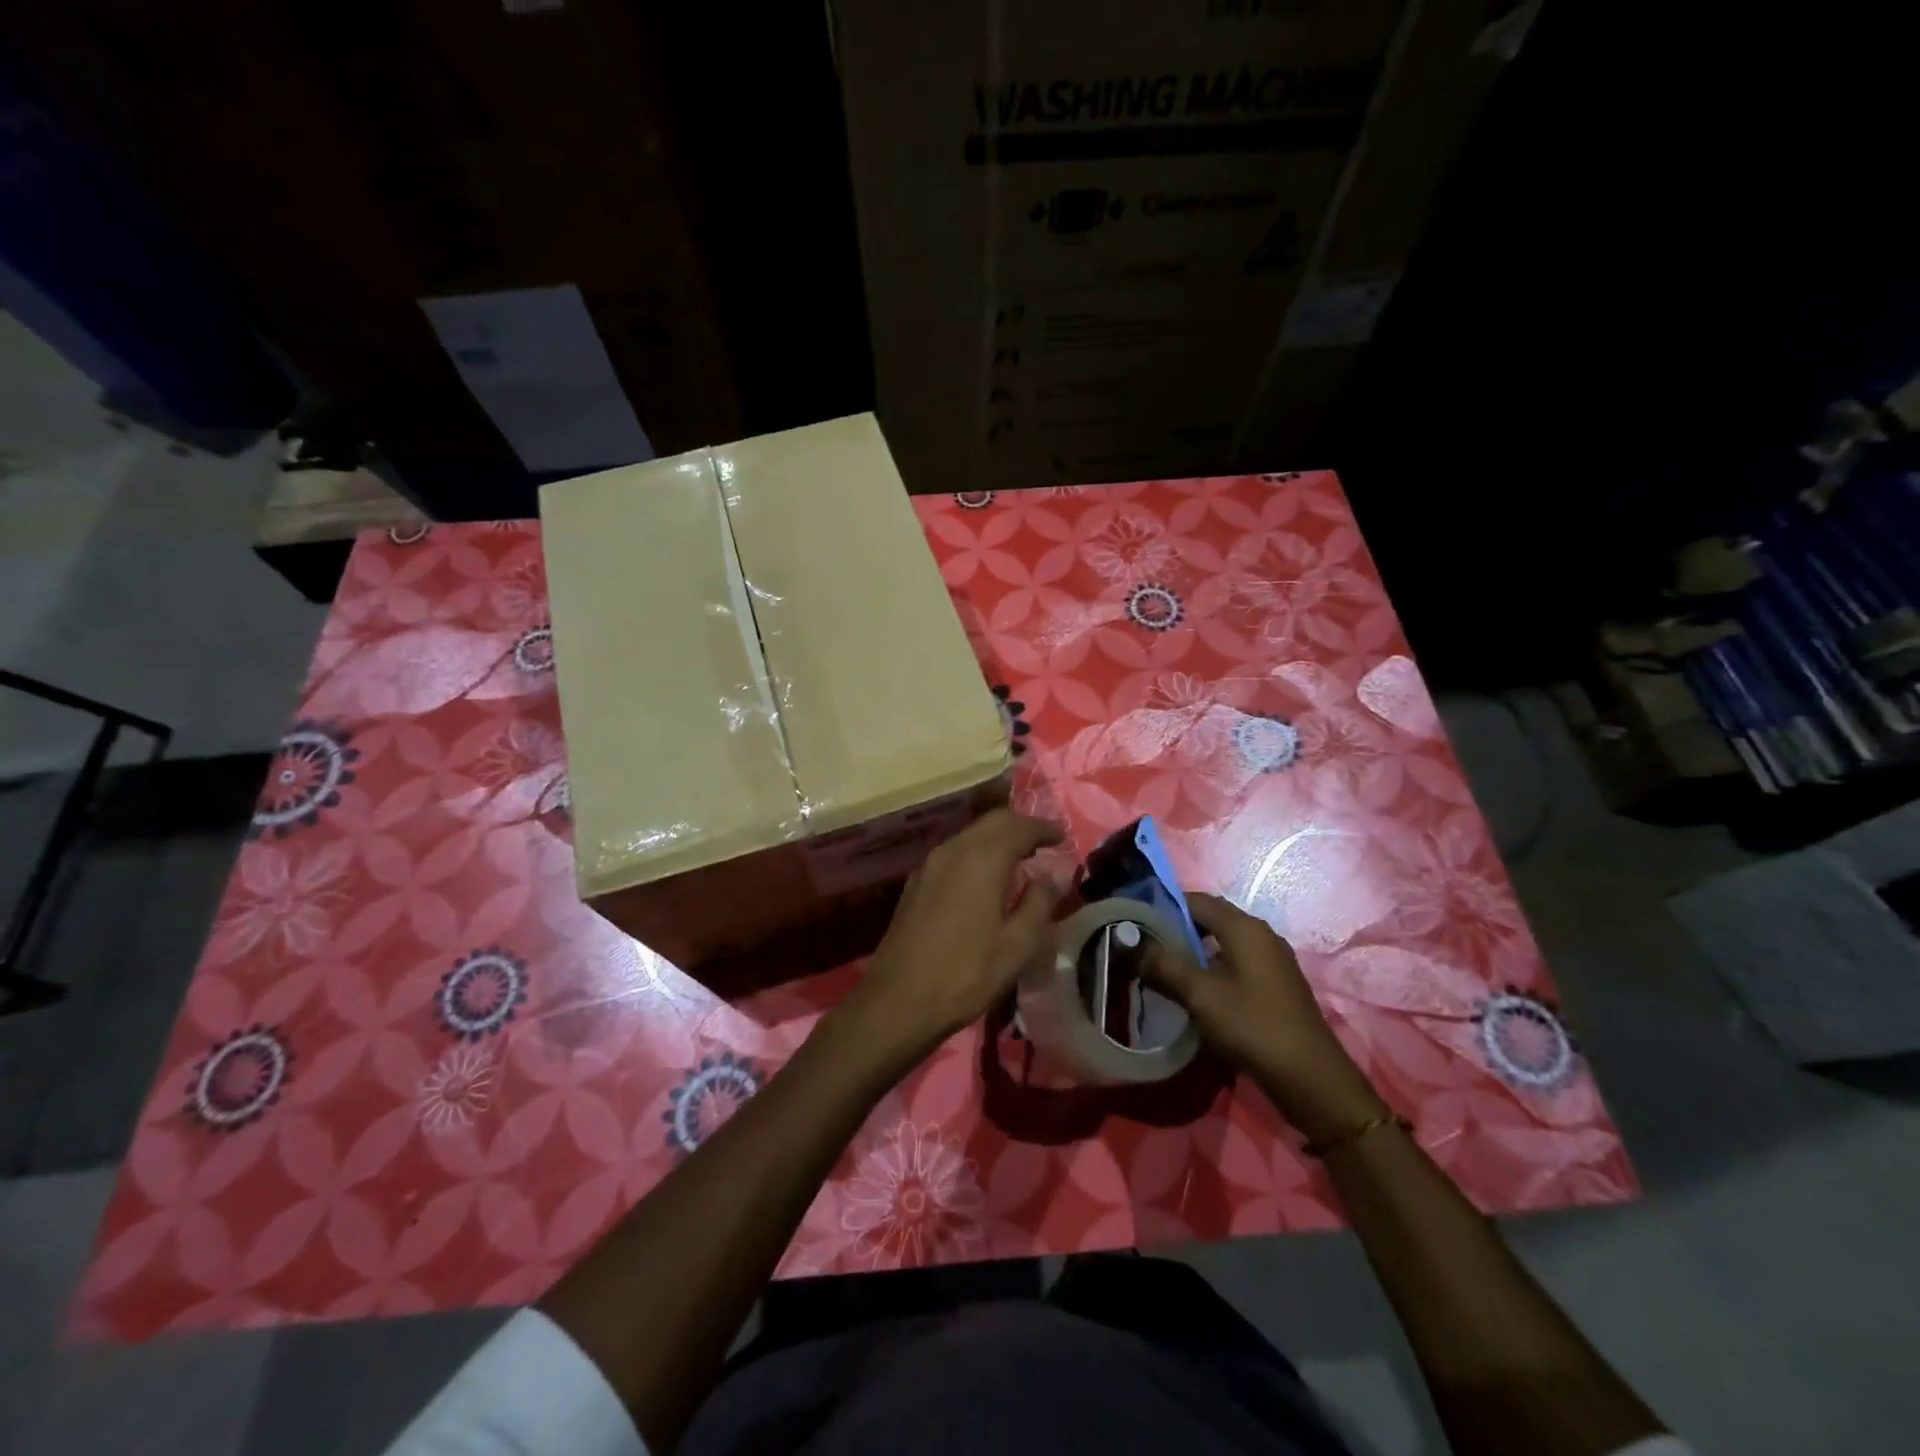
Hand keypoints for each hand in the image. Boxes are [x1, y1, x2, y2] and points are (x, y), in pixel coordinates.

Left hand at [838, 809, 1063, 1063]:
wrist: (897, 1001)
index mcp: (982, 858)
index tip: (1063, 837)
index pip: (1019, 826)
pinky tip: (986, 878)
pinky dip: (977, 853)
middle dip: (1020, 826)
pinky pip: (955, 852)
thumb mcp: (1017, 945)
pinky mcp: (916, 882)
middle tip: (1044, 844)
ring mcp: (930, 864)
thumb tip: (1054, 875)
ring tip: (1020, 860)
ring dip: (997, 839)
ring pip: (971, 835)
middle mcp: (953, 849)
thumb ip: (1039, 903)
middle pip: (992, 821)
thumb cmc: (966, 974)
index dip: (1044, 828)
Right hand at [1146, 892, 1382, 1142]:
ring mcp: (1272, 961)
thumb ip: (1163, 965)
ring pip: (1222, 944)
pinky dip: (1211, 969)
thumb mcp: (1200, 995)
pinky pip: (1235, 964)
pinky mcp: (1275, 985)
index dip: (1163, 907)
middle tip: (1144, 948)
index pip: (1196, 900)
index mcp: (1244, 927)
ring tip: (1162, 970)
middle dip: (1176, 930)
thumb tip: (1127, 942)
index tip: (1135, 923)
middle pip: (1210, 919)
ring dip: (1192, 952)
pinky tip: (1194, 992)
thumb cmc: (1253, 1026)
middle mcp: (1261, 935)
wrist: (1310, 1079)